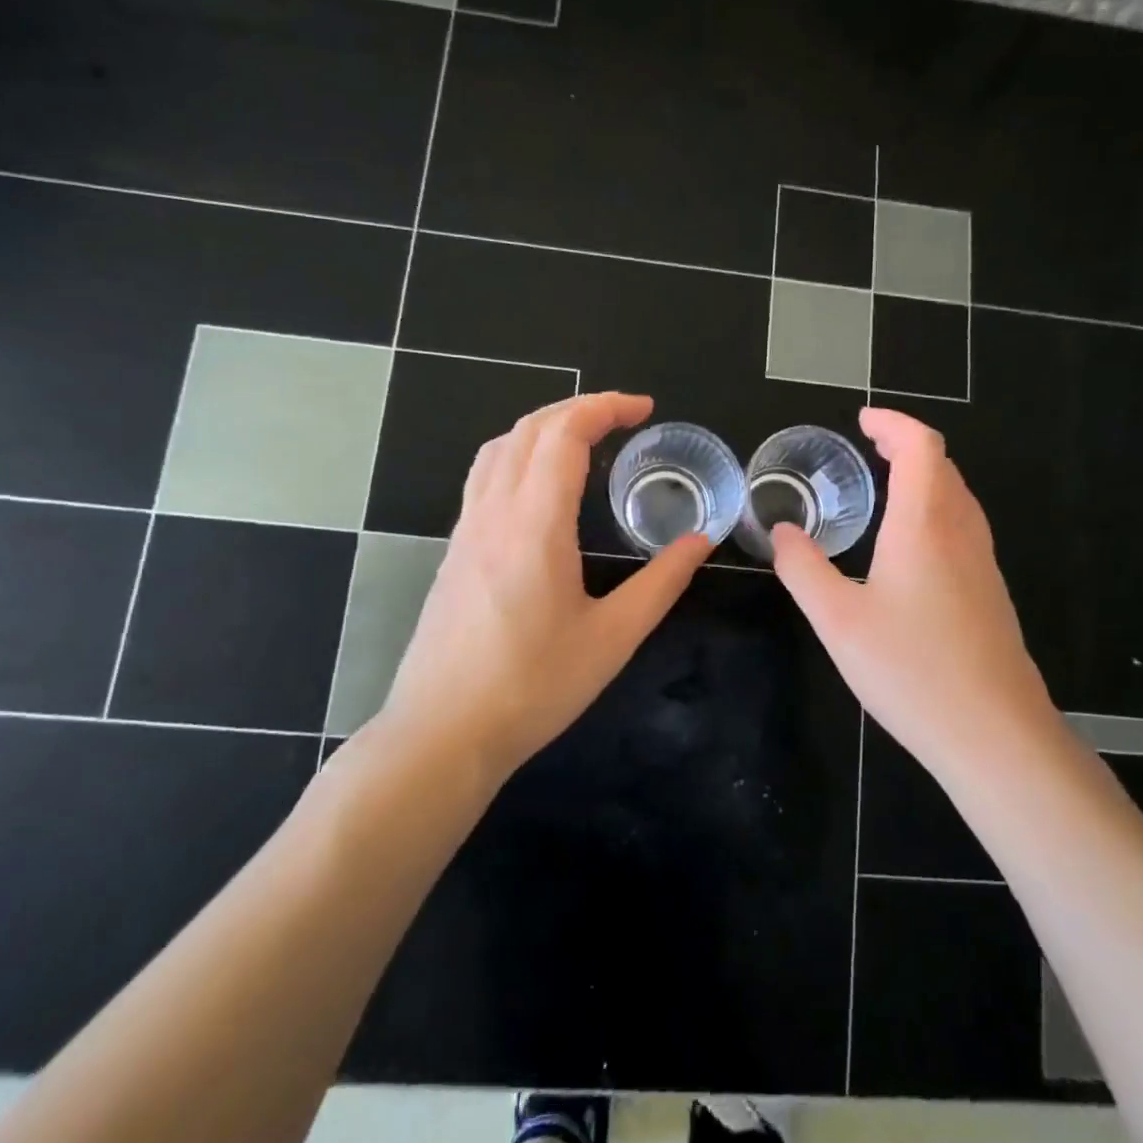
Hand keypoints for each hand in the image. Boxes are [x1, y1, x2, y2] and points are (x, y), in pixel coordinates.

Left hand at [376, 392, 709, 780]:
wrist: (441, 734)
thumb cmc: (532, 688)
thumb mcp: (612, 639)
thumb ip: (661, 583)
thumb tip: (700, 541)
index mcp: (534, 525)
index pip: (564, 435)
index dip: (606, 408)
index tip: (645, 409)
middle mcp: (494, 513)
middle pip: (528, 429)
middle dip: (578, 408)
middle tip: (624, 416)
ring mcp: (466, 530)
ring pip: (499, 448)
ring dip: (543, 426)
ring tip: (584, 436)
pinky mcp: (455, 551)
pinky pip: (484, 476)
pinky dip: (518, 453)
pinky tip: (540, 484)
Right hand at [771, 408, 1054, 780]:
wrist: (994, 735)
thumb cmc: (911, 671)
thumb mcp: (837, 620)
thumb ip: (803, 569)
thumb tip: (781, 530)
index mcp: (924, 525)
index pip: (920, 447)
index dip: (893, 422)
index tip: (862, 420)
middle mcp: (961, 533)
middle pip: (943, 465)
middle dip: (905, 444)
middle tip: (868, 446)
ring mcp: (983, 564)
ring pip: (958, 496)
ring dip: (924, 475)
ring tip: (886, 484)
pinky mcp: (990, 593)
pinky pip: (963, 526)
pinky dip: (935, 507)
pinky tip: (911, 543)